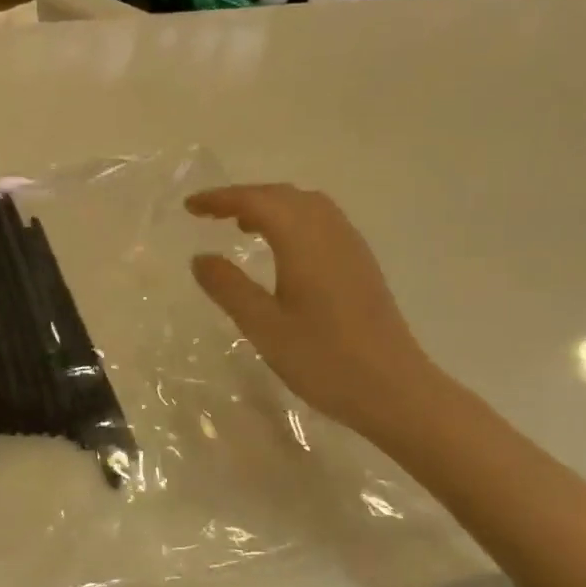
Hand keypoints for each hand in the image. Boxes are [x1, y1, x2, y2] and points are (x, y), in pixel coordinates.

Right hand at [187, 184, 442, 437]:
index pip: (256, 201)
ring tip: (242, 225)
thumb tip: (200, 257)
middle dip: (243, 196)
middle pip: (283, 195)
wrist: (395, 390)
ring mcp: (351, 247)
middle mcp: (330, 232)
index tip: (190, 206)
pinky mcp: (361, 265)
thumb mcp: (263, 326)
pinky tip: (282, 249)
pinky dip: (293, 219)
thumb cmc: (324, 359)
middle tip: (209, 213)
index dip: (220, 199)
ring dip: (271, 205)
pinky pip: (322, 221)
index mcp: (303, 241)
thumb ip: (229, 288)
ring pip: (306, 205)